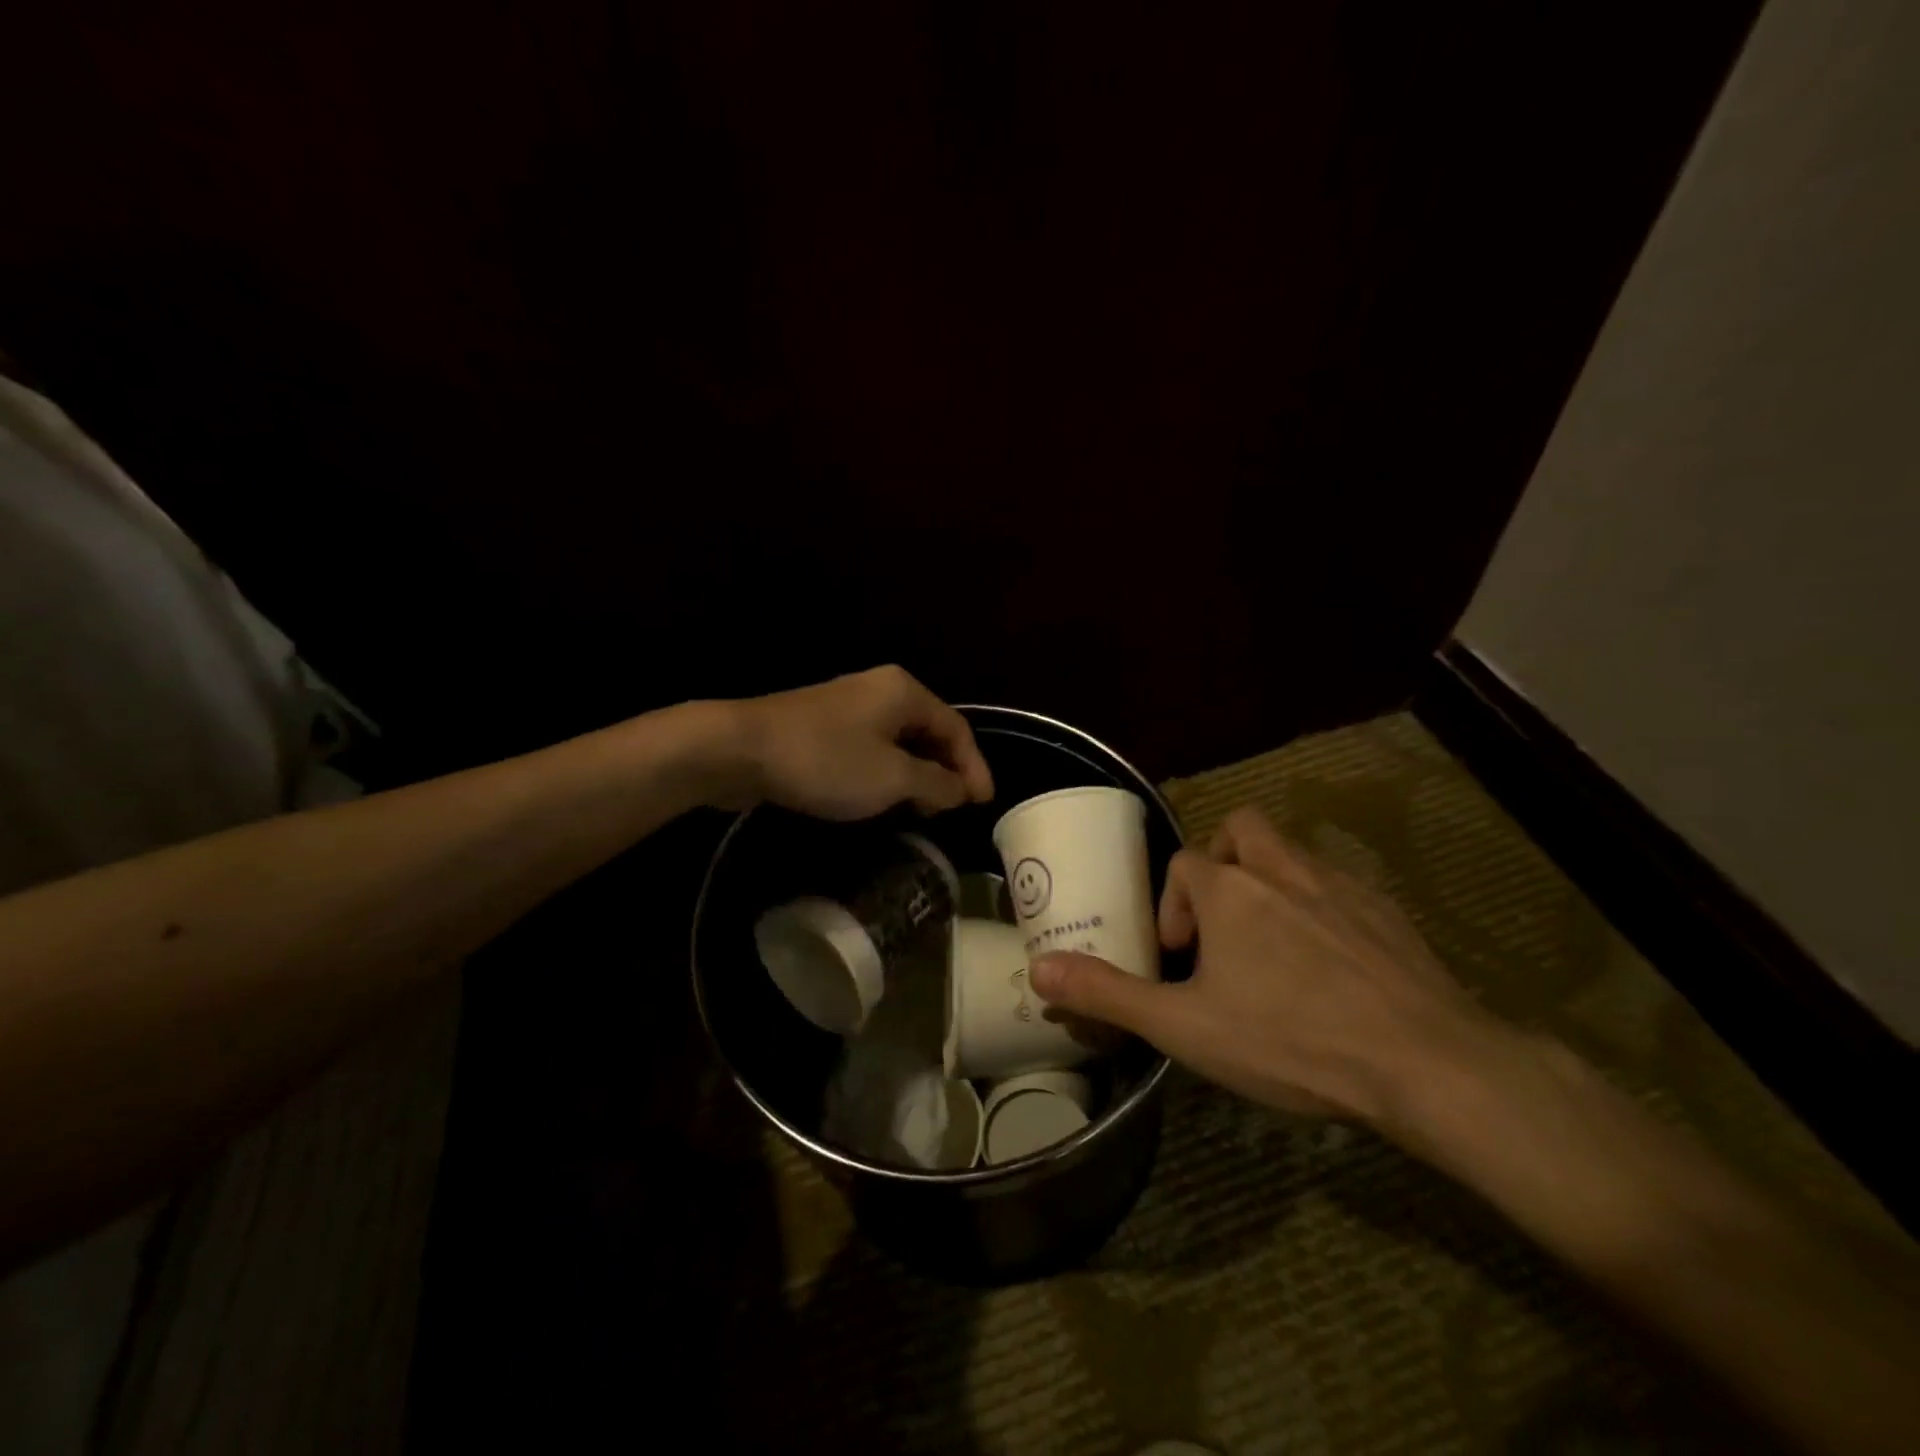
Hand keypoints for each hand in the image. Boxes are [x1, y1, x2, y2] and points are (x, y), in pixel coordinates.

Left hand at [729, 665, 994, 820]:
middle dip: (946, 771)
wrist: (739, 748)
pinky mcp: (823, 725)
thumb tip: (961, 790)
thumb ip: (936, 784)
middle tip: (952, 809)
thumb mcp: (892, 778)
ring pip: (899, 741)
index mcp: (905, 692)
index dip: (974, 768)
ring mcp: (848, 706)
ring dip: (916, 774)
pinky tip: (881, 797)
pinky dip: (886, 772)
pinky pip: (871, 748)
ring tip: (922, 809)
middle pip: (930, 731)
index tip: (982, 805)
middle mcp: (881, 690)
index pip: (957, 729)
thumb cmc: (826, 761)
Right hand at [1029, 806, 1499, 1122]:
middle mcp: (1282, 870)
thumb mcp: (1185, 1027)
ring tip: (1272, 945)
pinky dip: (1320, 907)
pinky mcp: (1386, 911)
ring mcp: (1340, 885)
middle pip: (1241, 829)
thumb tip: (1038, 970)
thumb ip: (1108, 994)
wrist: (1426, 1063)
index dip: (1172, 905)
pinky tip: (1331, 965)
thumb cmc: (1292, 1039)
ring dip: (1272, 881)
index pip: (1184, 864)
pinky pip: (1339, 886)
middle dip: (1223, 862)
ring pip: (1293, 853)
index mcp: (1230, 889)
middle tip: (1223, 922)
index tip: (1180, 957)